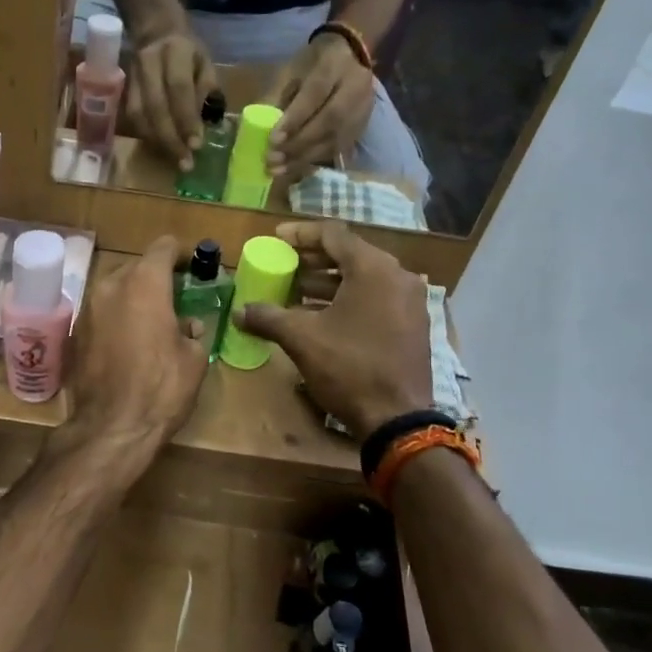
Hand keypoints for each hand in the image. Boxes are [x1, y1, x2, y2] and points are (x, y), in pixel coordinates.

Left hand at [63, 236, 211, 457]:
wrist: (111, 428)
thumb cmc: (161, 388)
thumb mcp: (193, 358)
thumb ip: (192, 331)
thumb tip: (188, 326)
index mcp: (144, 283)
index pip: (163, 247)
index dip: (180, 254)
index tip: (192, 267)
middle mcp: (110, 286)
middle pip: (136, 266)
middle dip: (156, 278)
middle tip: (175, 298)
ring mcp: (87, 309)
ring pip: (115, 290)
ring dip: (134, 298)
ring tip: (152, 322)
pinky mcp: (74, 334)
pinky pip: (101, 314)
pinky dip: (116, 319)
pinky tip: (129, 343)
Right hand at [124, 31, 215, 170]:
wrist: (153, 29)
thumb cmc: (186, 51)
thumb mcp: (204, 62)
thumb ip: (206, 90)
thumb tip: (205, 125)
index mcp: (176, 51)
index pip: (179, 88)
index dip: (186, 118)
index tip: (196, 145)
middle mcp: (149, 62)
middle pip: (155, 106)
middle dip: (171, 138)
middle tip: (185, 163)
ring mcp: (132, 76)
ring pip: (139, 115)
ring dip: (157, 141)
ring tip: (174, 160)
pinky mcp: (123, 89)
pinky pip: (132, 117)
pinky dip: (146, 136)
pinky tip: (160, 148)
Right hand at [231, 220, 431, 439]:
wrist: (397, 418)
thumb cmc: (348, 367)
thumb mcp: (302, 339)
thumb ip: (269, 318)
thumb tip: (240, 312)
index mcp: (373, 268)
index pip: (332, 234)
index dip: (300, 234)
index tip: (276, 239)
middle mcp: (397, 276)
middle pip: (349, 255)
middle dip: (313, 260)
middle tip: (284, 265)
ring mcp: (409, 302)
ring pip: (362, 279)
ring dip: (328, 283)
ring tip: (295, 293)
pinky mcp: (412, 325)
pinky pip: (375, 299)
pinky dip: (347, 300)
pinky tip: (321, 317)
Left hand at [268, 34, 377, 181]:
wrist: (348, 56)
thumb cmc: (311, 65)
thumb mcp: (289, 72)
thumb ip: (275, 98)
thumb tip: (258, 130)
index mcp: (333, 66)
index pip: (315, 95)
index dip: (294, 120)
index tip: (273, 139)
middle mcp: (355, 88)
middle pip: (330, 121)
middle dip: (298, 143)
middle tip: (272, 159)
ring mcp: (362, 110)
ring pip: (335, 139)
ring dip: (304, 157)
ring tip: (279, 169)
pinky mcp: (361, 127)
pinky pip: (338, 148)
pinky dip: (314, 159)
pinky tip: (294, 167)